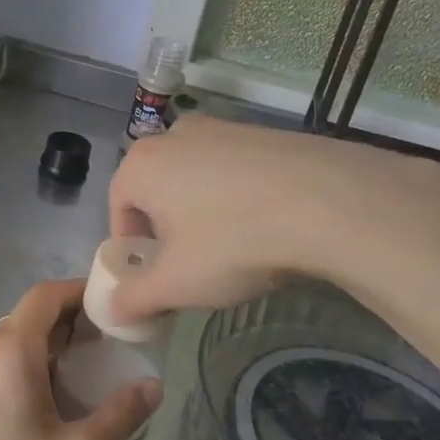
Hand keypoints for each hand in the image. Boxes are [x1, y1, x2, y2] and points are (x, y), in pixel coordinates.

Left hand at [0, 279, 160, 439]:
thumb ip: (121, 414)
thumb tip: (152, 385)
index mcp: (10, 348)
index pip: (46, 295)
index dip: (79, 292)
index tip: (110, 306)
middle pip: (28, 316)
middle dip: (67, 322)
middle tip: (104, 344)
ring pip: (10, 340)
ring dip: (45, 345)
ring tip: (80, 372)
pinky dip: (23, 364)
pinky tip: (42, 400)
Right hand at [108, 115, 439, 324]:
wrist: (328, 202)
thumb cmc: (233, 242)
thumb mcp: (176, 285)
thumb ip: (134, 299)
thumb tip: (111, 312)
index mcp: (141, 165)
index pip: (118, 208)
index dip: (132, 247)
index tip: (155, 275)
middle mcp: (174, 135)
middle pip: (156, 189)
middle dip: (167, 227)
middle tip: (192, 262)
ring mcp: (222, 128)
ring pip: (196, 177)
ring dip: (203, 210)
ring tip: (233, 245)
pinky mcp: (263, 132)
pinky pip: (235, 169)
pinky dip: (239, 195)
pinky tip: (266, 223)